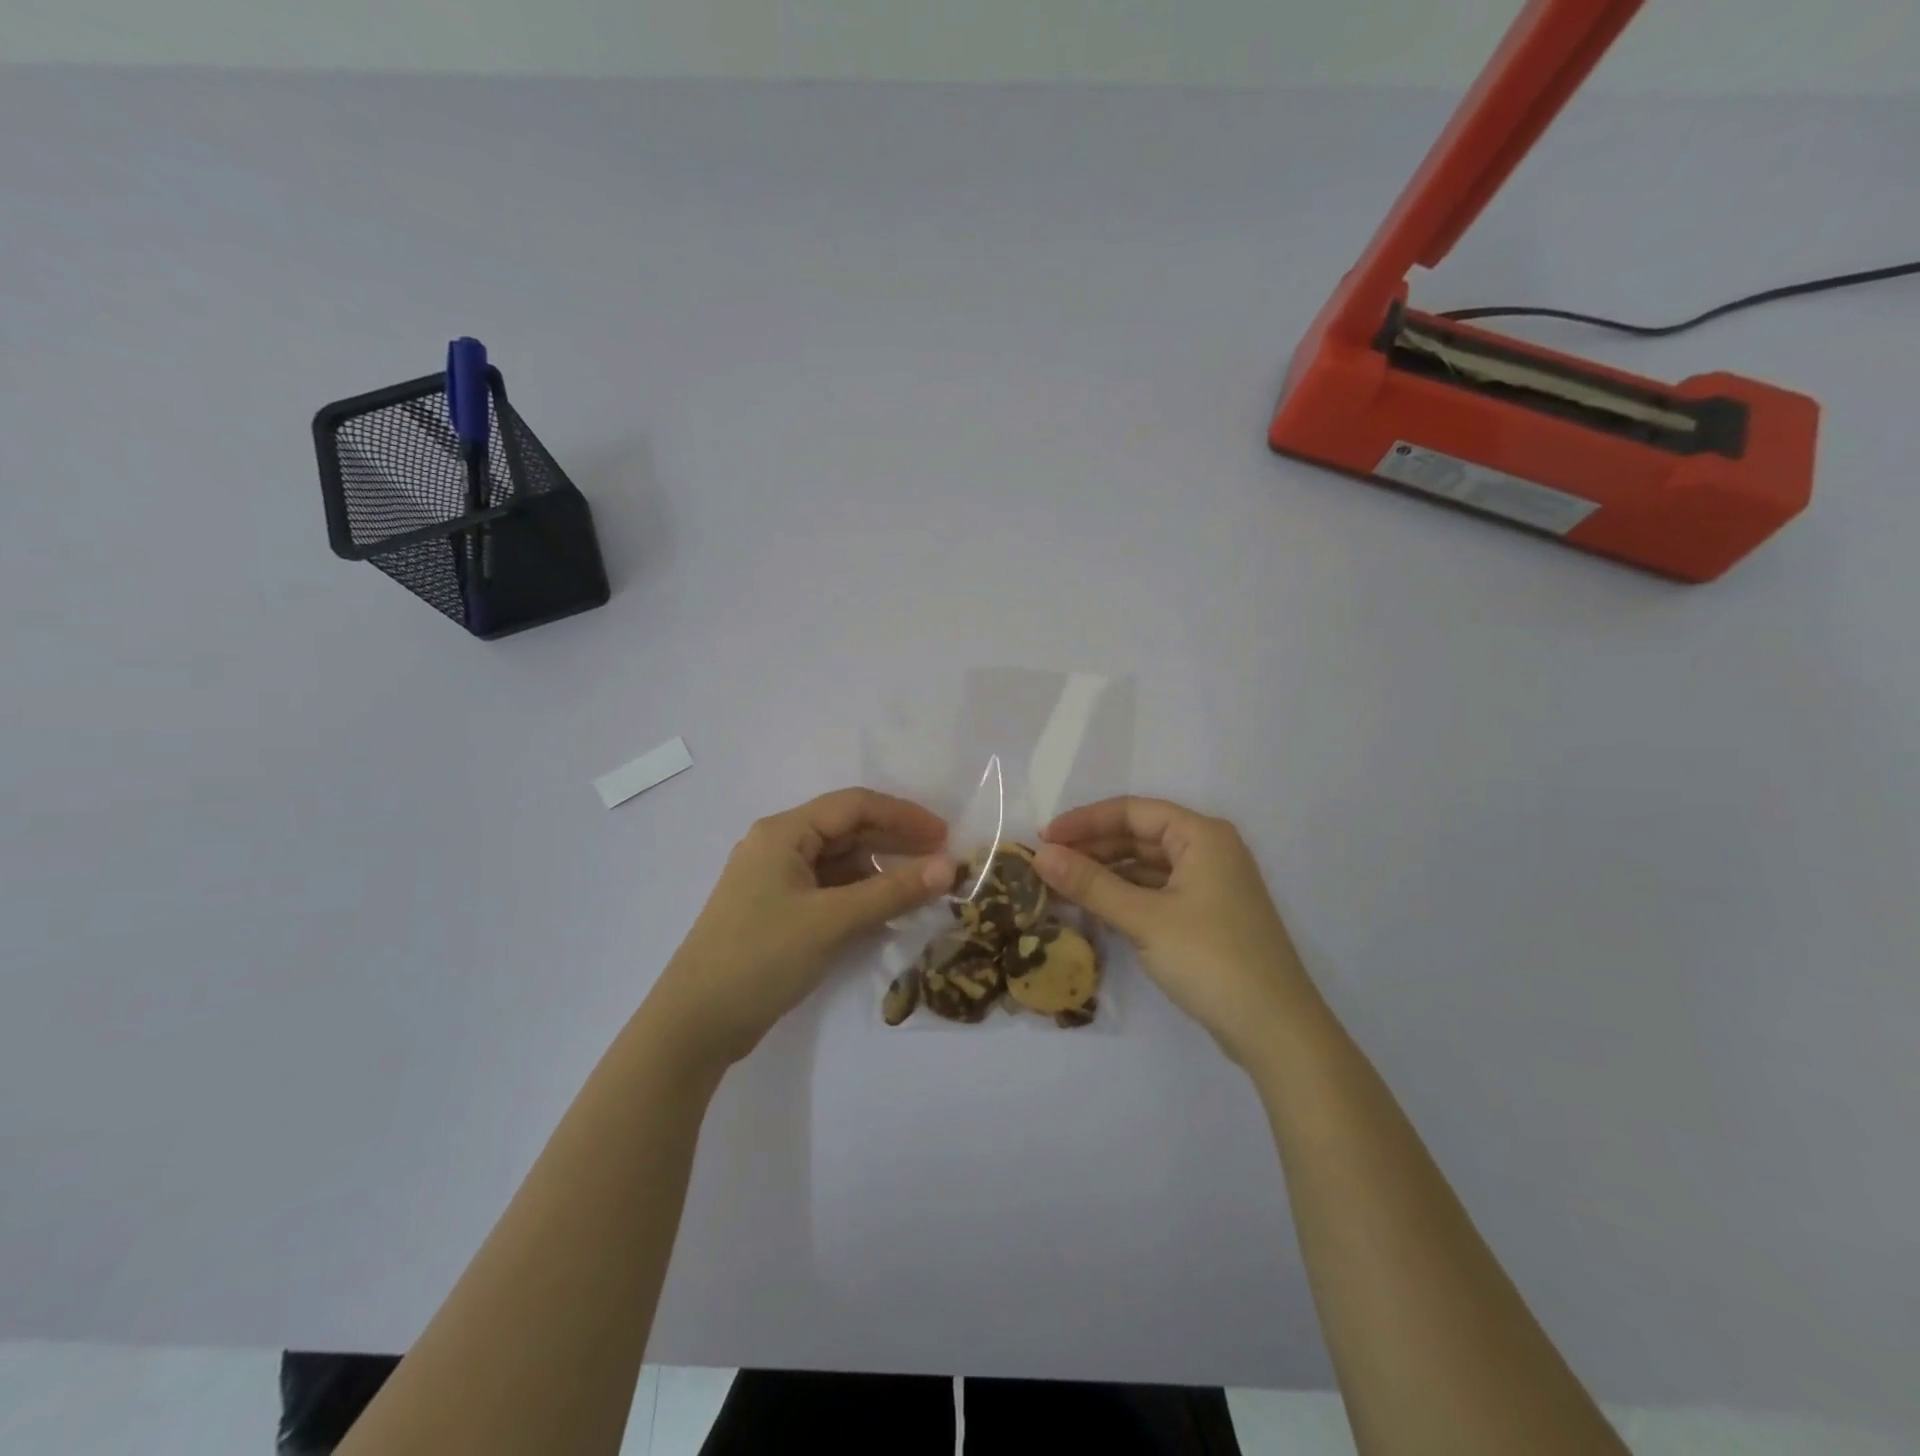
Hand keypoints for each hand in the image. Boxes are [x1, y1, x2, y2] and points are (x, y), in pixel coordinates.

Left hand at [647, 789, 953, 1069]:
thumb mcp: (832, 921)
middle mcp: (778, 847)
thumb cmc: (761, 957)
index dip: (903, 816)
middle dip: (895, 842)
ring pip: (840, 862)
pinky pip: (830, 890)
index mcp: (783, 832)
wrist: (695, 1025)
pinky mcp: (779, 912)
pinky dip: (860, 896)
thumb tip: (950, 867)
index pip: (854, 806)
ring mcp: (776, 881)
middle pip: (847, 830)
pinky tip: (887, 911)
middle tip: (940, 861)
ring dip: (880, 871)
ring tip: (921, 888)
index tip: (945, 836)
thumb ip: (892, 891)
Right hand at [1035, 797, 1311, 1063]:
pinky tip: (1095, 908)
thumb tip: (1040, 855)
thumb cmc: (1211, 959)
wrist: (1275, 1030)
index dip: (1085, 821)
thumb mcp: (1144, 919)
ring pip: (1147, 865)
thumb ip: (1091, 884)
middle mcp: (1209, 851)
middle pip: (1140, 835)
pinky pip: (1156, 891)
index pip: (1133, 811)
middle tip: (1047, 864)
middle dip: (1093, 847)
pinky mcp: (1207, 916)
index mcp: (1202, 836)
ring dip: (1106, 873)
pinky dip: (1125, 896)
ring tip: (1062, 886)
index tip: (1044, 838)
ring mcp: (1210, 885)